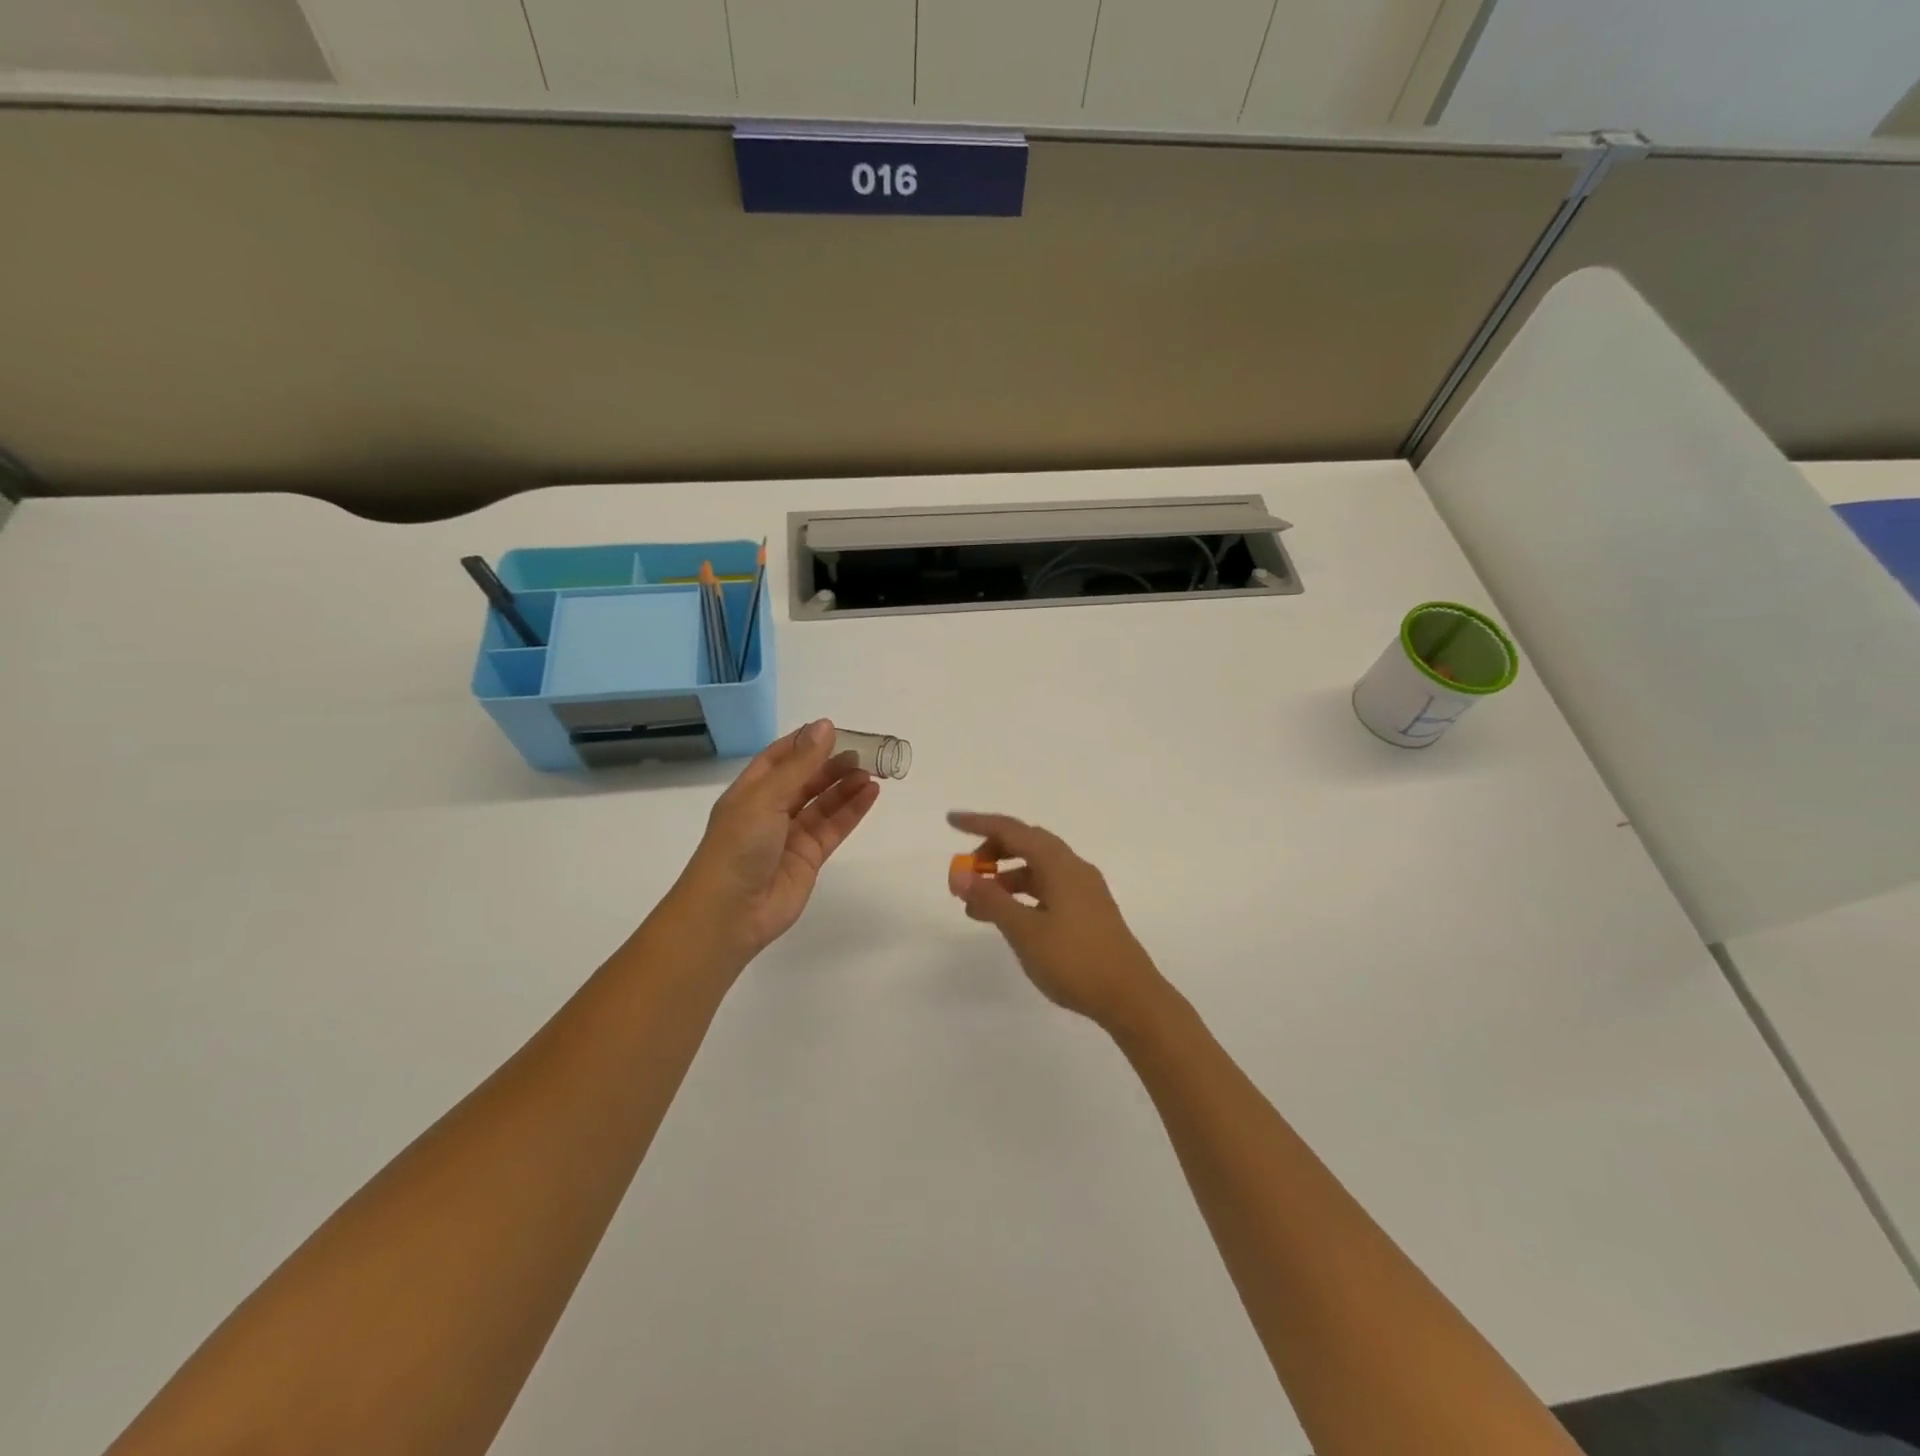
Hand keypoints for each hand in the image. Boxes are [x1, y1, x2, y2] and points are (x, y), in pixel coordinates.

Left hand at [673, 721, 879, 964]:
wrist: (730, 913)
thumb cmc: (738, 846)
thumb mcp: (766, 797)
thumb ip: (801, 764)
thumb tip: (826, 725)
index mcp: (750, 791)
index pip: (779, 758)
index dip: (805, 743)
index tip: (836, 731)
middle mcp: (769, 810)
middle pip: (805, 779)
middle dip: (832, 764)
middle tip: (864, 752)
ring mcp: (790, 836)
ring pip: (823, 803)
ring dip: (846, 786)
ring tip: (872, 771)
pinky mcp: (809, 858)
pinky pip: (834, 827)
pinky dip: (852, 810)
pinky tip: (870, 793)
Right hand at [947, 811, 1172, 1031]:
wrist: (1130, 998)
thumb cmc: (1075, 960)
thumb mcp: (1024, 931)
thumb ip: (991, 899)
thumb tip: (960, 874)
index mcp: (1060, 864)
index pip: (1013, 830)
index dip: (979, 823)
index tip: (951, 821)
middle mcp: (1074, 868)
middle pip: (1027, 844)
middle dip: (992, 852)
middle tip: (966, 874)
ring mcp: (1084, 890)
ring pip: (1037, 869)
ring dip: (1006, 878)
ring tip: (977, 907)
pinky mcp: (1088, 911)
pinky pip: (1048, 888)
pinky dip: (1023, 895)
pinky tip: (1009, 918)